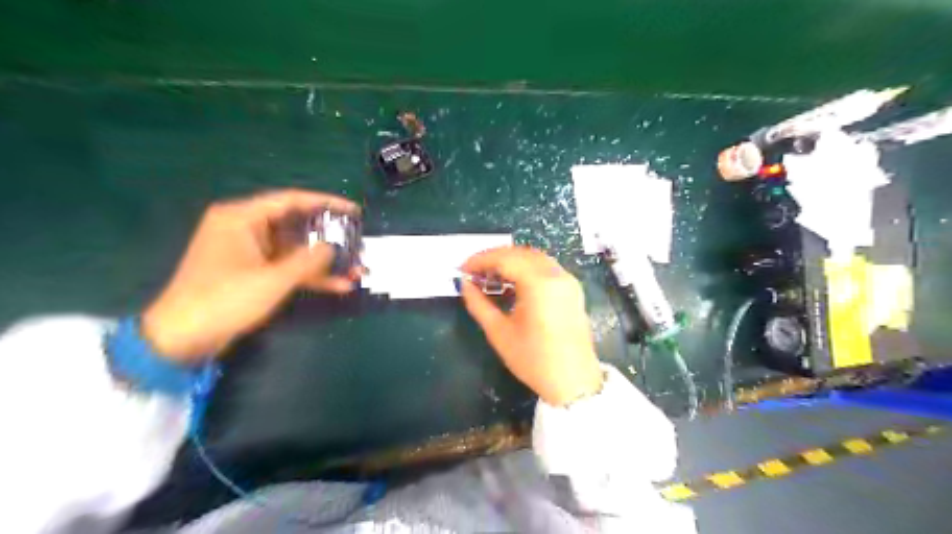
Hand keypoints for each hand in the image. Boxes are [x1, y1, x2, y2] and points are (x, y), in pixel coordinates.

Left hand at [143, 189, 360, 363]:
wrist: (182, 338)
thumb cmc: (224, 300)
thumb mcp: (272, 279)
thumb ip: (308, 260)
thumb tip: (333, 247)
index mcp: (241, 218)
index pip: (291, 200)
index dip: (326, 203)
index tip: (354, 211)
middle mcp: (245, 229)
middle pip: (296, 225)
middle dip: (330, 238)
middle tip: (358, 243)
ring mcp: (249, 252)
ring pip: (296, 250)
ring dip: (325, 262)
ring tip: (357, 268)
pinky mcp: (253, 273)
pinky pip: (287, 267)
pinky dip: (310, 276)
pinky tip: (338, 286)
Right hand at [462, 249, 601, 406]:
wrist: (574, 381)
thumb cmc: (534, 360)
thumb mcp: (499, 333)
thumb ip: (479, 304)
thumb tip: (465, 285)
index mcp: (540, 283)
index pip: (505, 258)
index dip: (480, 260)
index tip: (462, 269)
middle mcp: (556, 274)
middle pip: (520, 253)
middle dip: (494, 258)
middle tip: (473, 272)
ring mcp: (568, 280)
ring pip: (534, 257)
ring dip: (510, 261)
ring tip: (489, 276)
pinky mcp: (572, 289)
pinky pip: (546, 267)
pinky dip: (526, 268)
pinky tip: (511, 282)